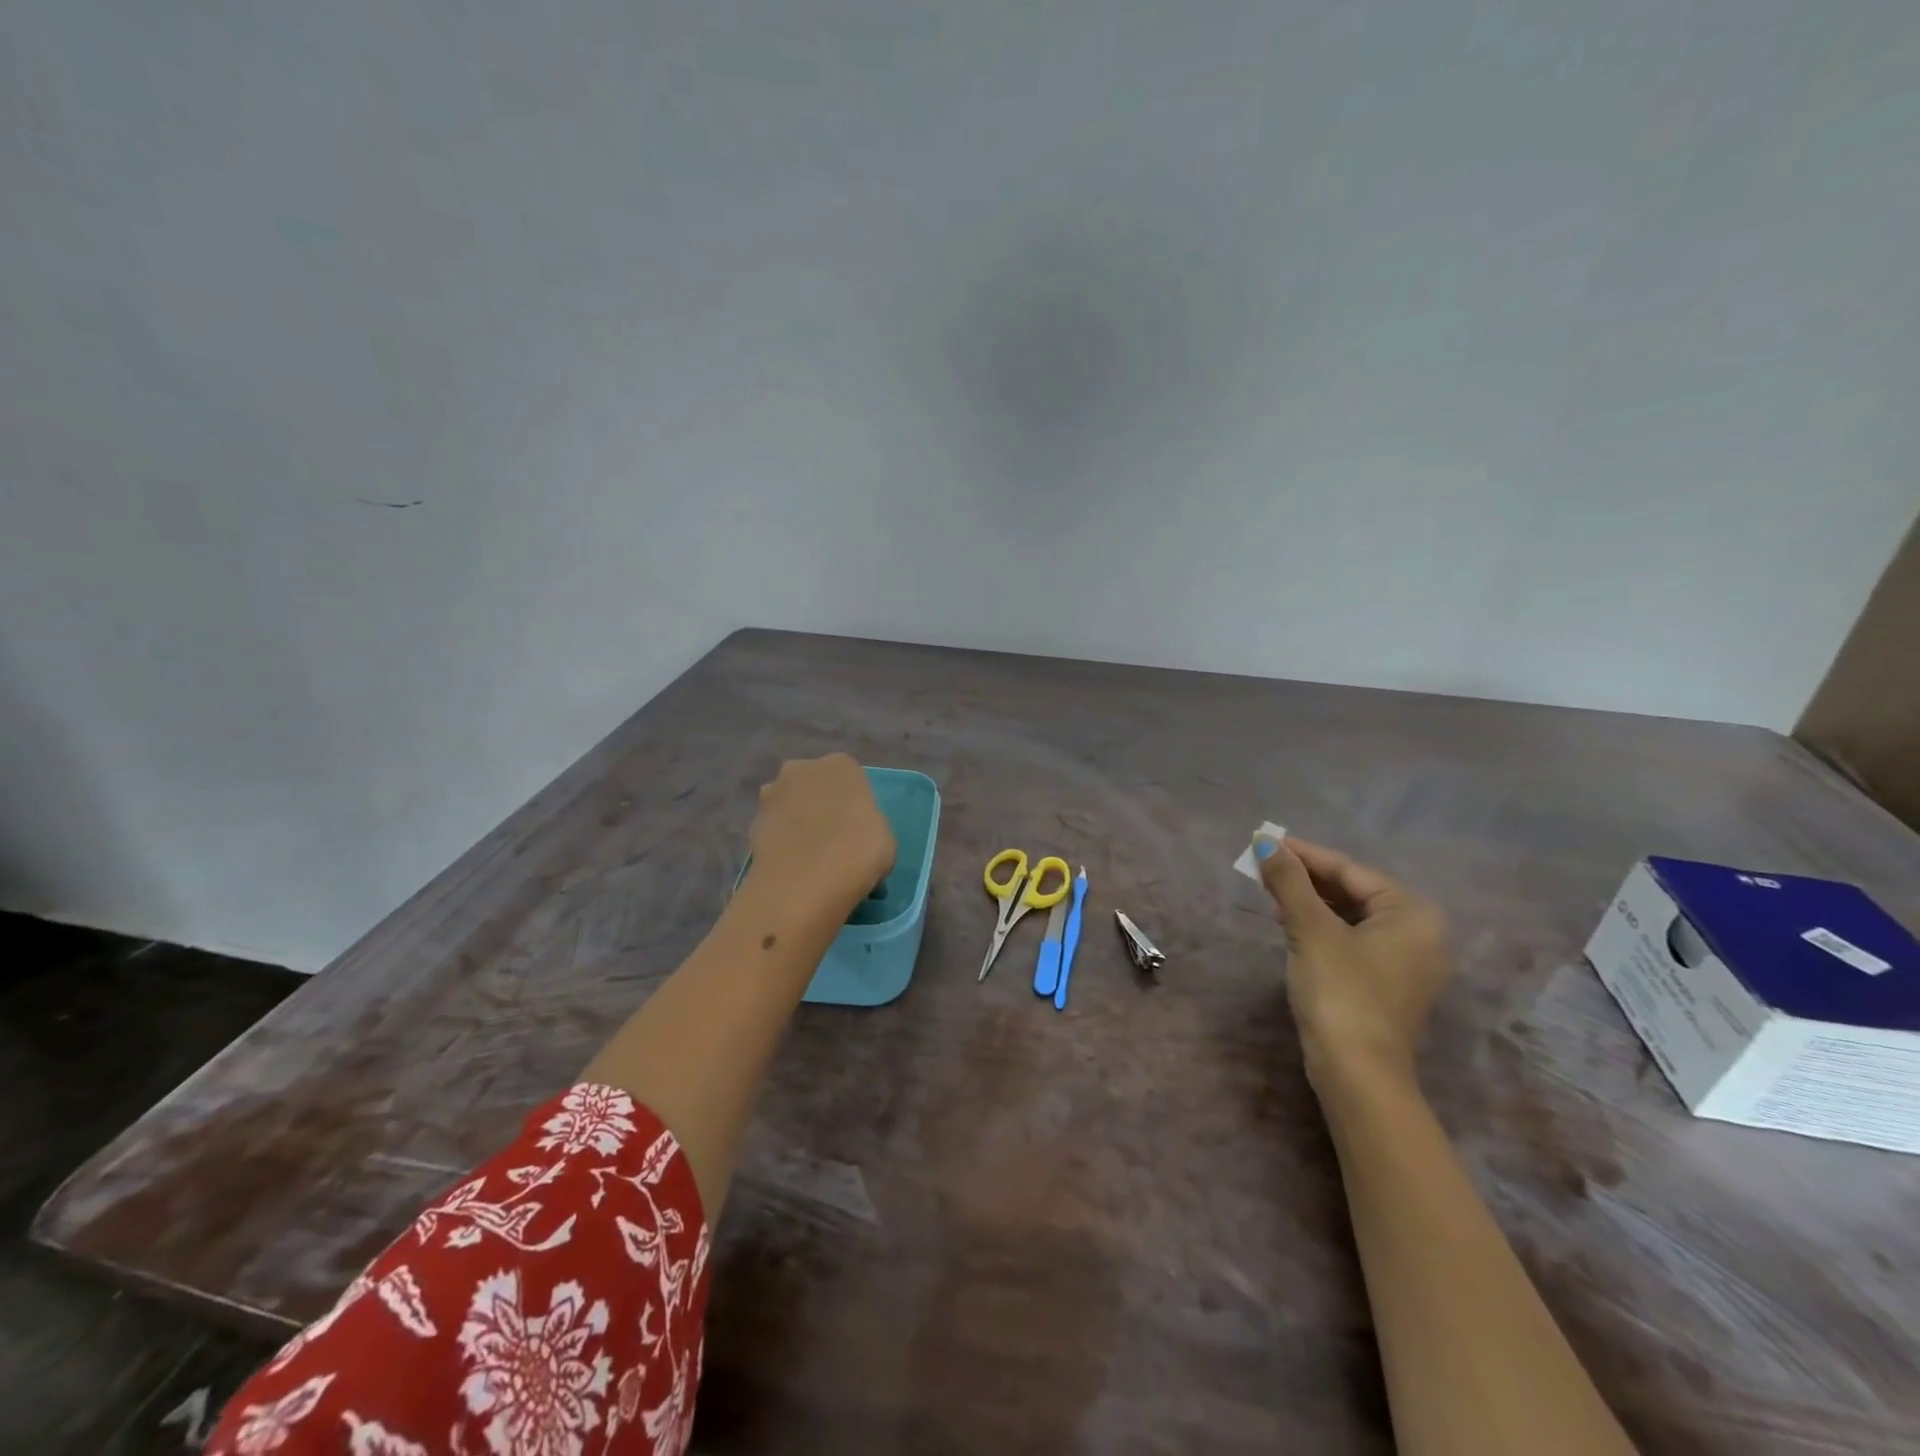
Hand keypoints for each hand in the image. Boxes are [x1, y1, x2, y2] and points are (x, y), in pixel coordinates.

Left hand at [747, 754, 895, 912]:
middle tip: (833, 841)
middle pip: (813, 786)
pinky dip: (781, 844)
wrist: (806, 881)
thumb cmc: (859, 850)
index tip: (858, 829)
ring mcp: (772, 794)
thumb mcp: (885, 838)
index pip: (849, 778)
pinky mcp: (751, 824)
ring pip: (790, 806)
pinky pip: (773, 831)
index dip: (853, 803)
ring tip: (810, 859)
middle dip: (819, 806)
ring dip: (797, 823)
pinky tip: (792, 869)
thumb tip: (855, 839)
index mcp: (841, 765)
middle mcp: (802, 769)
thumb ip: (868, 827)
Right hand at [1257, 836, 1454, 1094]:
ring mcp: (1409, 963)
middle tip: (1264, 866)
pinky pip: (1355, 940)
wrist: (1358, 1073)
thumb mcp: (1310, 929)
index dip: (1304, 854)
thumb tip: (1264, 841)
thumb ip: (1288, 881)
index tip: (1266, 841)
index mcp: (1413, 913)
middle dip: (1307, 879)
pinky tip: (1292, 925)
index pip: (1350, 870)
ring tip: (1272, 893)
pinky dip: (1323, 928)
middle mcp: (1422, 933)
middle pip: (1354, 891)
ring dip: (1312, 903)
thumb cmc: (1341, 991)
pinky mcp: (1390, 985)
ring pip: (1352, 916)